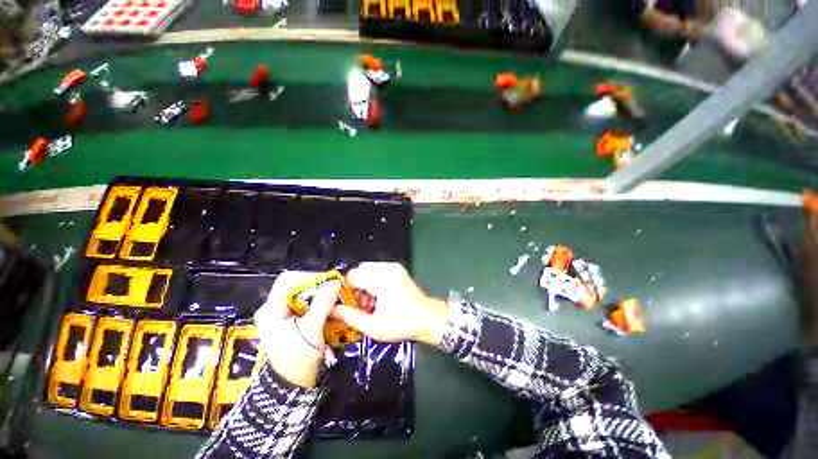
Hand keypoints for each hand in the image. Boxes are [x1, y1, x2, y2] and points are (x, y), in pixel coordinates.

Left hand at [255, 272, 340, 387]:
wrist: (293, 388)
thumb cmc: (297, 360)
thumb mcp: (311, 330)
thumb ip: (322, 304)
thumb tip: (335, 282)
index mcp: (272, 310)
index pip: (288, 280)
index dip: (309, 277)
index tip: (328, 282)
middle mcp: (276, 309)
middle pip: (298, 286)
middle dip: (319, 286)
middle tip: (336, 289)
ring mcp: (285, 316)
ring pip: (305, 295)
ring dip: (322, 294)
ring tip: (337, 297)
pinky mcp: (295, 322)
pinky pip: (310, 305)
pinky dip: (321, 303)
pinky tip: (333, 307)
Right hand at [332, 262, 448, 345]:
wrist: (428, 318)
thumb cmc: (402, 324)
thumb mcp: (373, 326)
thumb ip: (350, 317)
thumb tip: (331, 310)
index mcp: (381, 280)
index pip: (352, 276)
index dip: (345, 290)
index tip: (347, 304)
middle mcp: (387, 268)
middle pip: (360, 270)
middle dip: (354, 286)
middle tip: (359, 304)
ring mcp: (393, 267)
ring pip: (368, 269)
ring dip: (363, 283)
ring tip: (369, 302)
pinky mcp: (397, 269)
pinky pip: (377, 270)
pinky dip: (372, 280)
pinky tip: (377, 296)